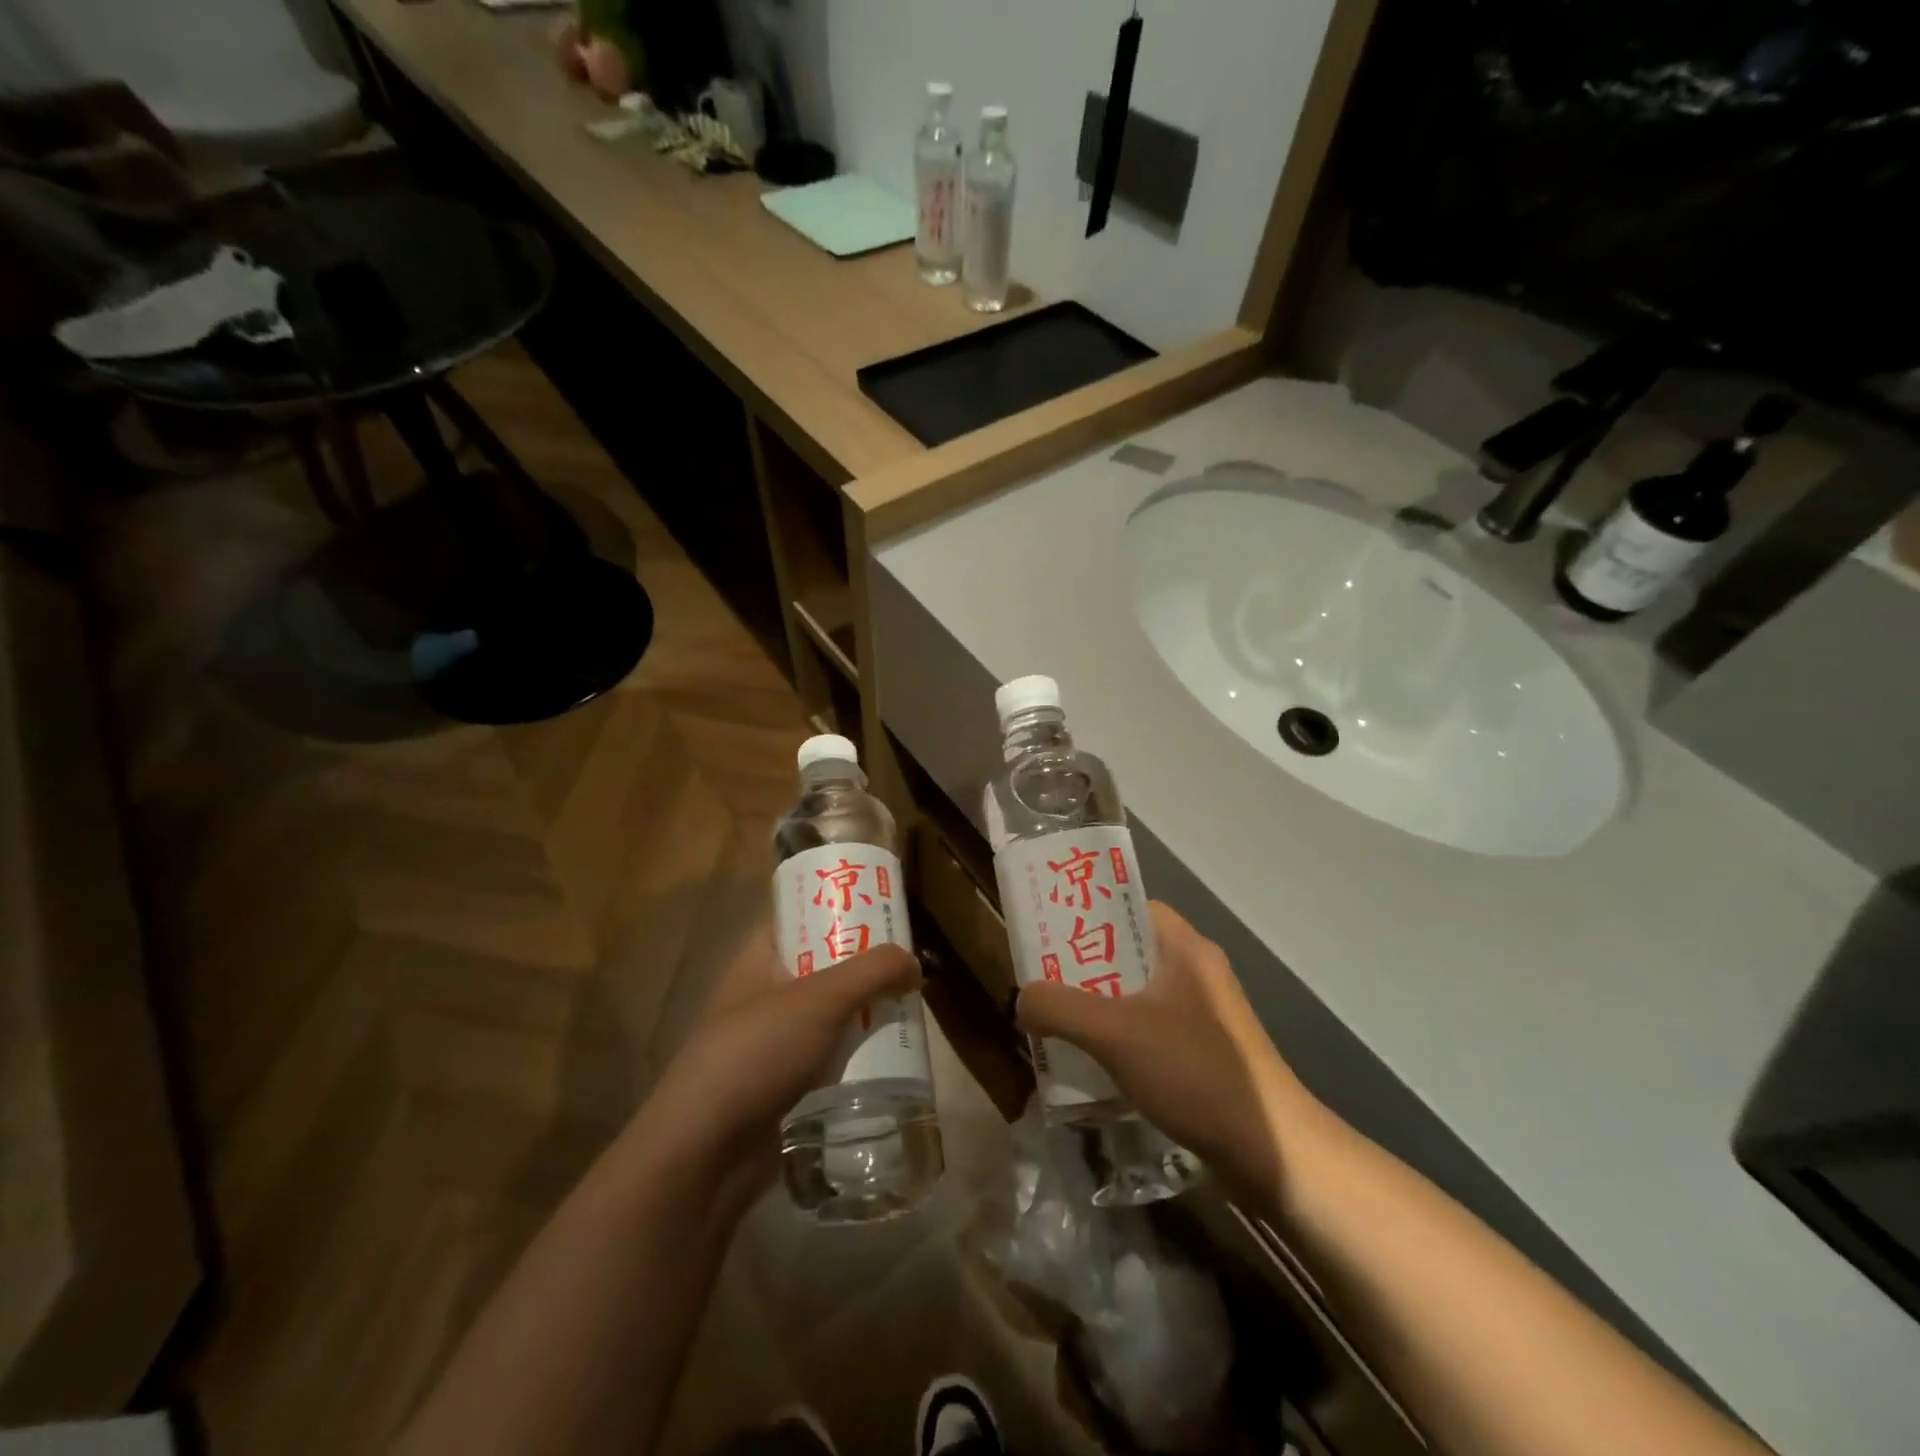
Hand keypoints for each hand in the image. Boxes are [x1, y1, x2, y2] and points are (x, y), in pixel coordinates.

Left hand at [638, 930, 920, 1202]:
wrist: (704, 1153)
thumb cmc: (756, 1053)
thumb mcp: (820, 999)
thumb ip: (872, 972)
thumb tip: (913, 963)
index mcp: (758, 960)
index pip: (799, 917)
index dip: (837, 908)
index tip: (882, 908)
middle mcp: (763, 994)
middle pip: (822, 965)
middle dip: (863, 964)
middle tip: (909, 961)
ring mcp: (772, 1042)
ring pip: (829, 1013)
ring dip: (865, 1010)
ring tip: (911, 1005)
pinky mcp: (783, 1084)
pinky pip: (829, 1056)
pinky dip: (856, 1052)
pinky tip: (891, 1054)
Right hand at [1015, 902, 1316, 1196]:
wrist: (1271, 1151)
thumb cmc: (1194, 1071)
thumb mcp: (1115, 1034)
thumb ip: (1060, 1008)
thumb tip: (1022, 998)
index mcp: (1184, 947)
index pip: (1129, 905)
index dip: (1088, 911)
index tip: (1049, 929)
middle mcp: (1196, 970)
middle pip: (1128, 949)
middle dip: (1084, 963)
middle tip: (1042, 978)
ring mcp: (1205, 1012)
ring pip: (1137, 992)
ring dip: (1100, 1003)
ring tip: (1058, 1018)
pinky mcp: (1207, 1050)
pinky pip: (1151, 1026)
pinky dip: (1121, 1035)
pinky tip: (1095, 1060)